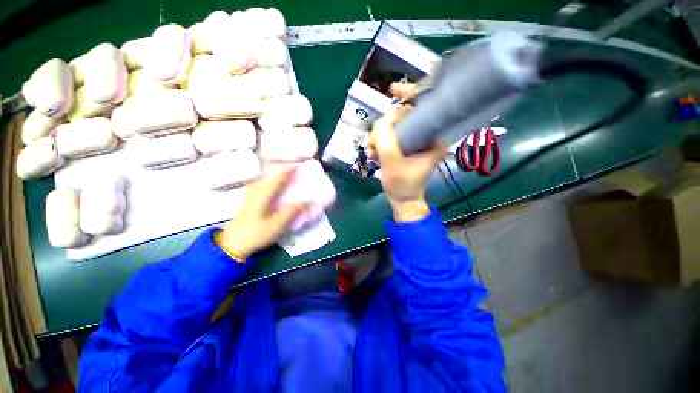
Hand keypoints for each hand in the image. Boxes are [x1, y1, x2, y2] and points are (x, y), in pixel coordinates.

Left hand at [218, 169, 306, 258]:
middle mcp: (257, 188)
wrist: (233, 243)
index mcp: (263, 193)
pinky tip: (278, 185)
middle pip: (272, 172)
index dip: (291, 168)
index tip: (302, 164)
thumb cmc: (256, 233)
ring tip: (290, 174)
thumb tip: (307, 199)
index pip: (279, 176)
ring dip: (279, 173)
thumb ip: (292, 211)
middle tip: (298, 168)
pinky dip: (273, 180)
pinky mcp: (251, 198)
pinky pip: (264, 182)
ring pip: (267, 176)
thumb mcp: (277, 225)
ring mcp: (252, 192)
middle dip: (285, 168)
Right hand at [367, 83, 444, 221]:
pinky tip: (373, 154)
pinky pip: (391, 136)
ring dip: (378, 138)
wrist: (402, 200)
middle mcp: (427, 135)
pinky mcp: (406, 146)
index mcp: (434, 137)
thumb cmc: (402, 184)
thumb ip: (385, 138)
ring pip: (394, 127)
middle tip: (373, 144)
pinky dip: (380, 143)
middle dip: (384, 128)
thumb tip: (381, 121)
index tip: (395, 90)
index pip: (425, 106)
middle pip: (404, 116)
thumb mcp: (391, 162)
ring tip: (371, 153)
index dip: (411, 94)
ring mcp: (416, 141)